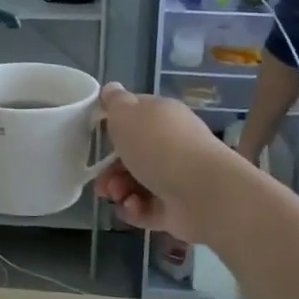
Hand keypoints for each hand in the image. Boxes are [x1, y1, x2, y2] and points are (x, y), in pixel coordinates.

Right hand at [92, 84, 226, 244]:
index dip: (114, 125)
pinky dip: (134, 209)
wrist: (201, 192)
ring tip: (116, 195)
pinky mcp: (176, 209)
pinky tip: (133, 207)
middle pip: (132, 155)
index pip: (135, 115)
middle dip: (110, 168)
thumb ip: (115, 102)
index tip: (96, 137)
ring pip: (136, 183)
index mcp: (163, 116)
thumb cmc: (159, 146)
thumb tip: (110, 89)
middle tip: (101, 180)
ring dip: (119, 190)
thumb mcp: (126, 114)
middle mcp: (171, 145)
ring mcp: (175, 178)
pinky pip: (146, 208)